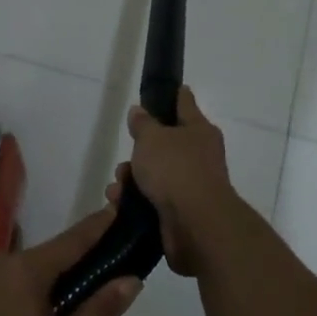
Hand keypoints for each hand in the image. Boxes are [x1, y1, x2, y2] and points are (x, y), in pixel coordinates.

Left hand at [0, 207, 139, 315]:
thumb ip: (96, 315)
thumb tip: (131, 280)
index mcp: (25, 270)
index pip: (72, 240)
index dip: (97, 227)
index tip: (117, 209)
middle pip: (46, 259)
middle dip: (70, 269)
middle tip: (93, 290)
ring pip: (20, 276)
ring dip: (42, 289)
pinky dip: (16, 300)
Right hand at [108, 86, 238, 276]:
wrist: (196, 225)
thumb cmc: (175, 169)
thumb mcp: (152, 138)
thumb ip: (143, 124)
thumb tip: (139, 111)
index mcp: (199, 130)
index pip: (185, 104)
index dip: (175, 95)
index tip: (168, 89)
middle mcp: (199, 156)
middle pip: (166, 144)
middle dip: (141, 150)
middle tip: (126, 155)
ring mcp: (192, 186)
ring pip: (156, 175)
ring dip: (132, 179)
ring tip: (116, 186)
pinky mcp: (181, 214)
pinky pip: (153, 201)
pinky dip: (135, 202)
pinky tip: (118, 204)